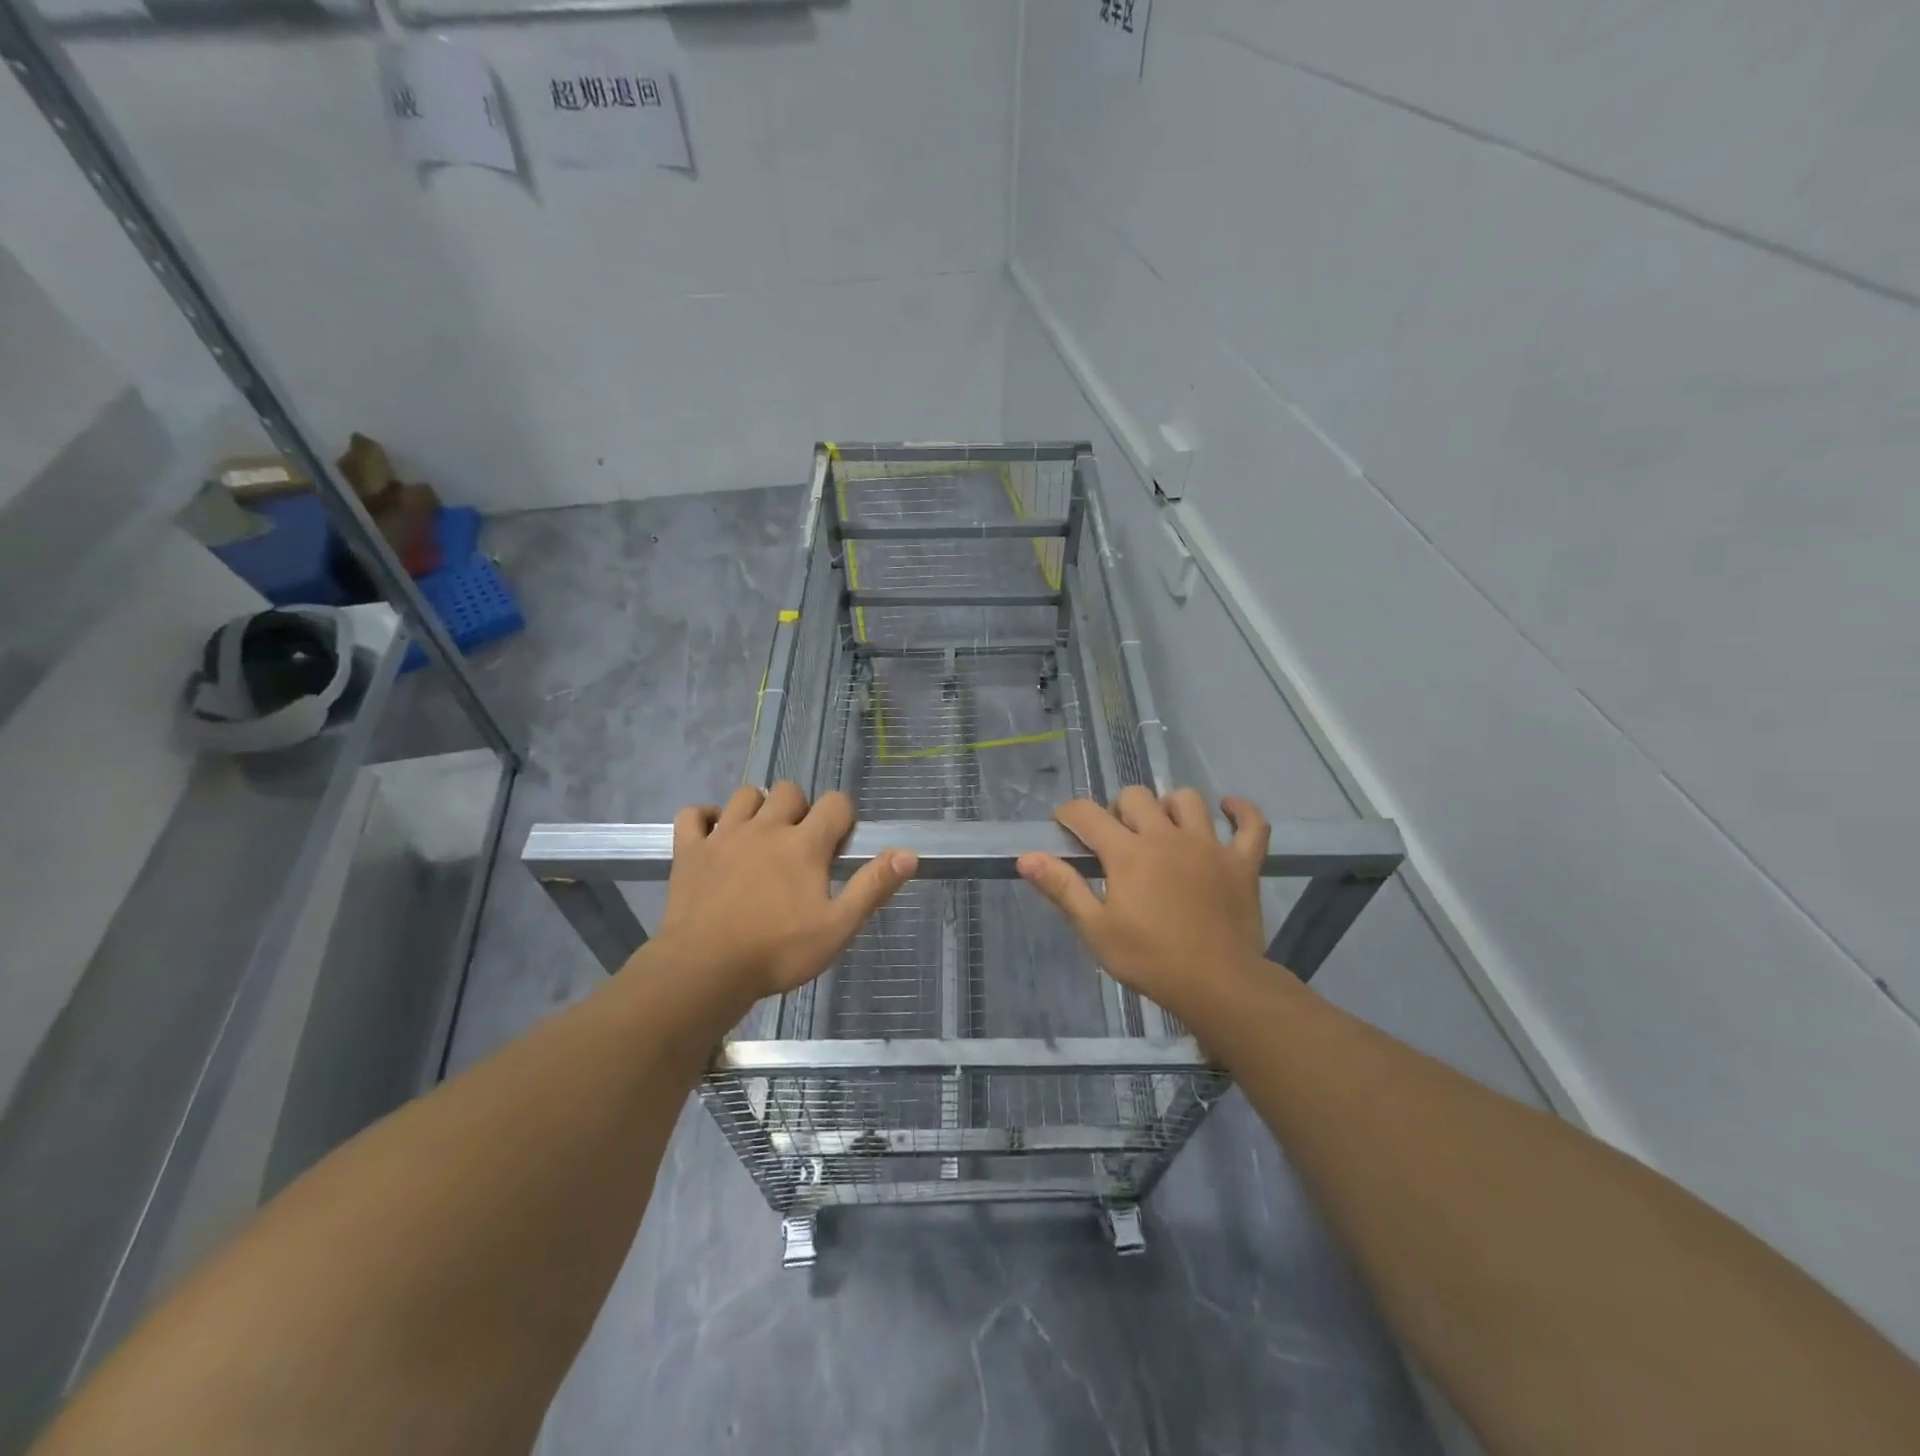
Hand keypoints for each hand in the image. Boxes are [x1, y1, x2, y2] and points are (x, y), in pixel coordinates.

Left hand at [652, 783, 916, 1005]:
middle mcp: (766, 827)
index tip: (839, 843)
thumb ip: (873, 887)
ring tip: (761, 836)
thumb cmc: (778, 952)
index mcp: (804, 844)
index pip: (835, 803)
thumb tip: (909, 854)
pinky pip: (693, 814)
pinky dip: (704, 817)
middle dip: (800, 808)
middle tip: (800, 844)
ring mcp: (724, 835)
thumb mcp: (838, 927)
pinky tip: (714, 834)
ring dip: (758, 807)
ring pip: (744, 794)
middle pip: (789, 791)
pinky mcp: (689, 850)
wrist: (705, 970)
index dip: (843, 816)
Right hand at [1017, 786, 1271, 1023]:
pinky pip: (1251, 824)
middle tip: (1115, 841)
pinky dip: (1241, 812)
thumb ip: (1062, 888)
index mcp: (1128, 853)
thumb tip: (1026, 857)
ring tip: (1162, 829)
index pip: (1087, 813)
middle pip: (1136, 797)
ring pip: (1187, 800)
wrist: (1218, 986)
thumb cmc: (1150, 959)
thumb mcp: (1095, 929)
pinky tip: (1228, 810)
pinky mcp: (1242, 862)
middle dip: (1118, 810)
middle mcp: (1166, 837)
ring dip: (1169, 807)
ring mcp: (1209, 845)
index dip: (1070, 814)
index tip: (1064, 827)